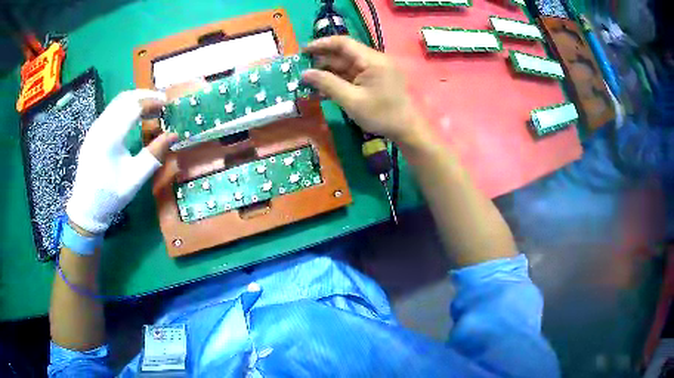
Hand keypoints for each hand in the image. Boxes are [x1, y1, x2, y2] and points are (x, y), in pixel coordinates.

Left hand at [66, 90, 177, 233]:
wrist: (86, 207)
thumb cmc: (111, 195)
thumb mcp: (135, 179)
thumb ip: (154, 154)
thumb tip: (173, 135)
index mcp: (110, 138)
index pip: (133, 107)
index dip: (151, 102)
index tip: (167, 104)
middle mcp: (101, 126)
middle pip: (125, 98)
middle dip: (145, 96)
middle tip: (162, 102)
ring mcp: (95, 127)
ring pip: (117, 102)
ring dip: (136, 100)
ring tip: (152, 108)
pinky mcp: (94, 131)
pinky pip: (112, 110)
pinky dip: (127, 107)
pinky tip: (135, 117)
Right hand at [302, 36, 423, 143]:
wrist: (407, 130)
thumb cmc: (381, 115)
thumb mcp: (351, 100)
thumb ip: (327, 84)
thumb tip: (304, 74)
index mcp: (372, 60)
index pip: (343, 43)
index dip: (321, 44)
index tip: (303, 51)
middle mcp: (374, 60)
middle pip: (344, 54)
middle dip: (323, 60)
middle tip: (302, 69)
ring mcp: (376, 69)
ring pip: (347, 65)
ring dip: (329, 72)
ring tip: (309, 81)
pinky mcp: (375, 79)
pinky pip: (354, 74)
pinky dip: (339, 80)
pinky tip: (325, 88)